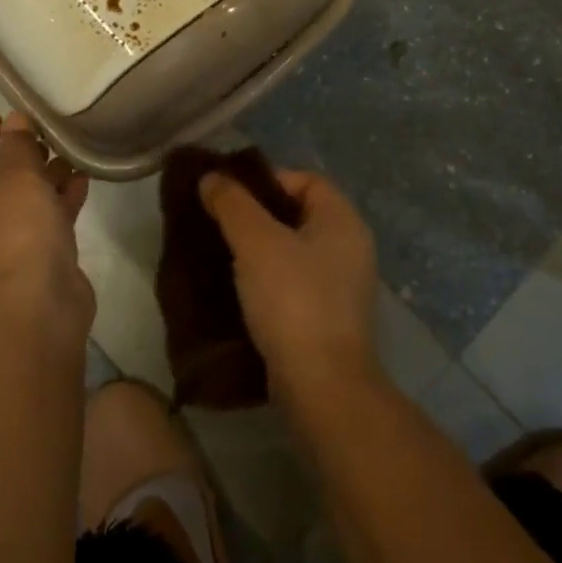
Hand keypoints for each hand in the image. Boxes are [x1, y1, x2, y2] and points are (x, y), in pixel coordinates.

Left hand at [0, 110, 92, 339]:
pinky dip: (62, 199)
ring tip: (68, 150)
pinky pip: (49, 221)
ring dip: (45, 177)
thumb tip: (14, 122)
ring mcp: (8, 249)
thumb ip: (17, 147)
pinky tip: (82, 178)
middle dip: (18, 156)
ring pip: (26, 203)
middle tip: (42, 132)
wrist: (36, 310)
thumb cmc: (14, 235)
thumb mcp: (15, 179)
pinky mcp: (39, 262)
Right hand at [200, 168, 379, 401]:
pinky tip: (238, 290)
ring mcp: (342, 286)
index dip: (267, 181)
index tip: (231, 197)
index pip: (306, 180)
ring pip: (294, 251)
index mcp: (343, 220)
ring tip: (221, 255)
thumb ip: (232, 204)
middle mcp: (350, 247)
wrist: (321, 386)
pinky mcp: (329, 318)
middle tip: (219, 224)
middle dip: (257, 216)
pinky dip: (268, 281)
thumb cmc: (293, 300)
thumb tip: (211, 177)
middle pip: (298, 214)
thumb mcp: (256, 242)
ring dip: (260, 251)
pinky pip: (294, 283)